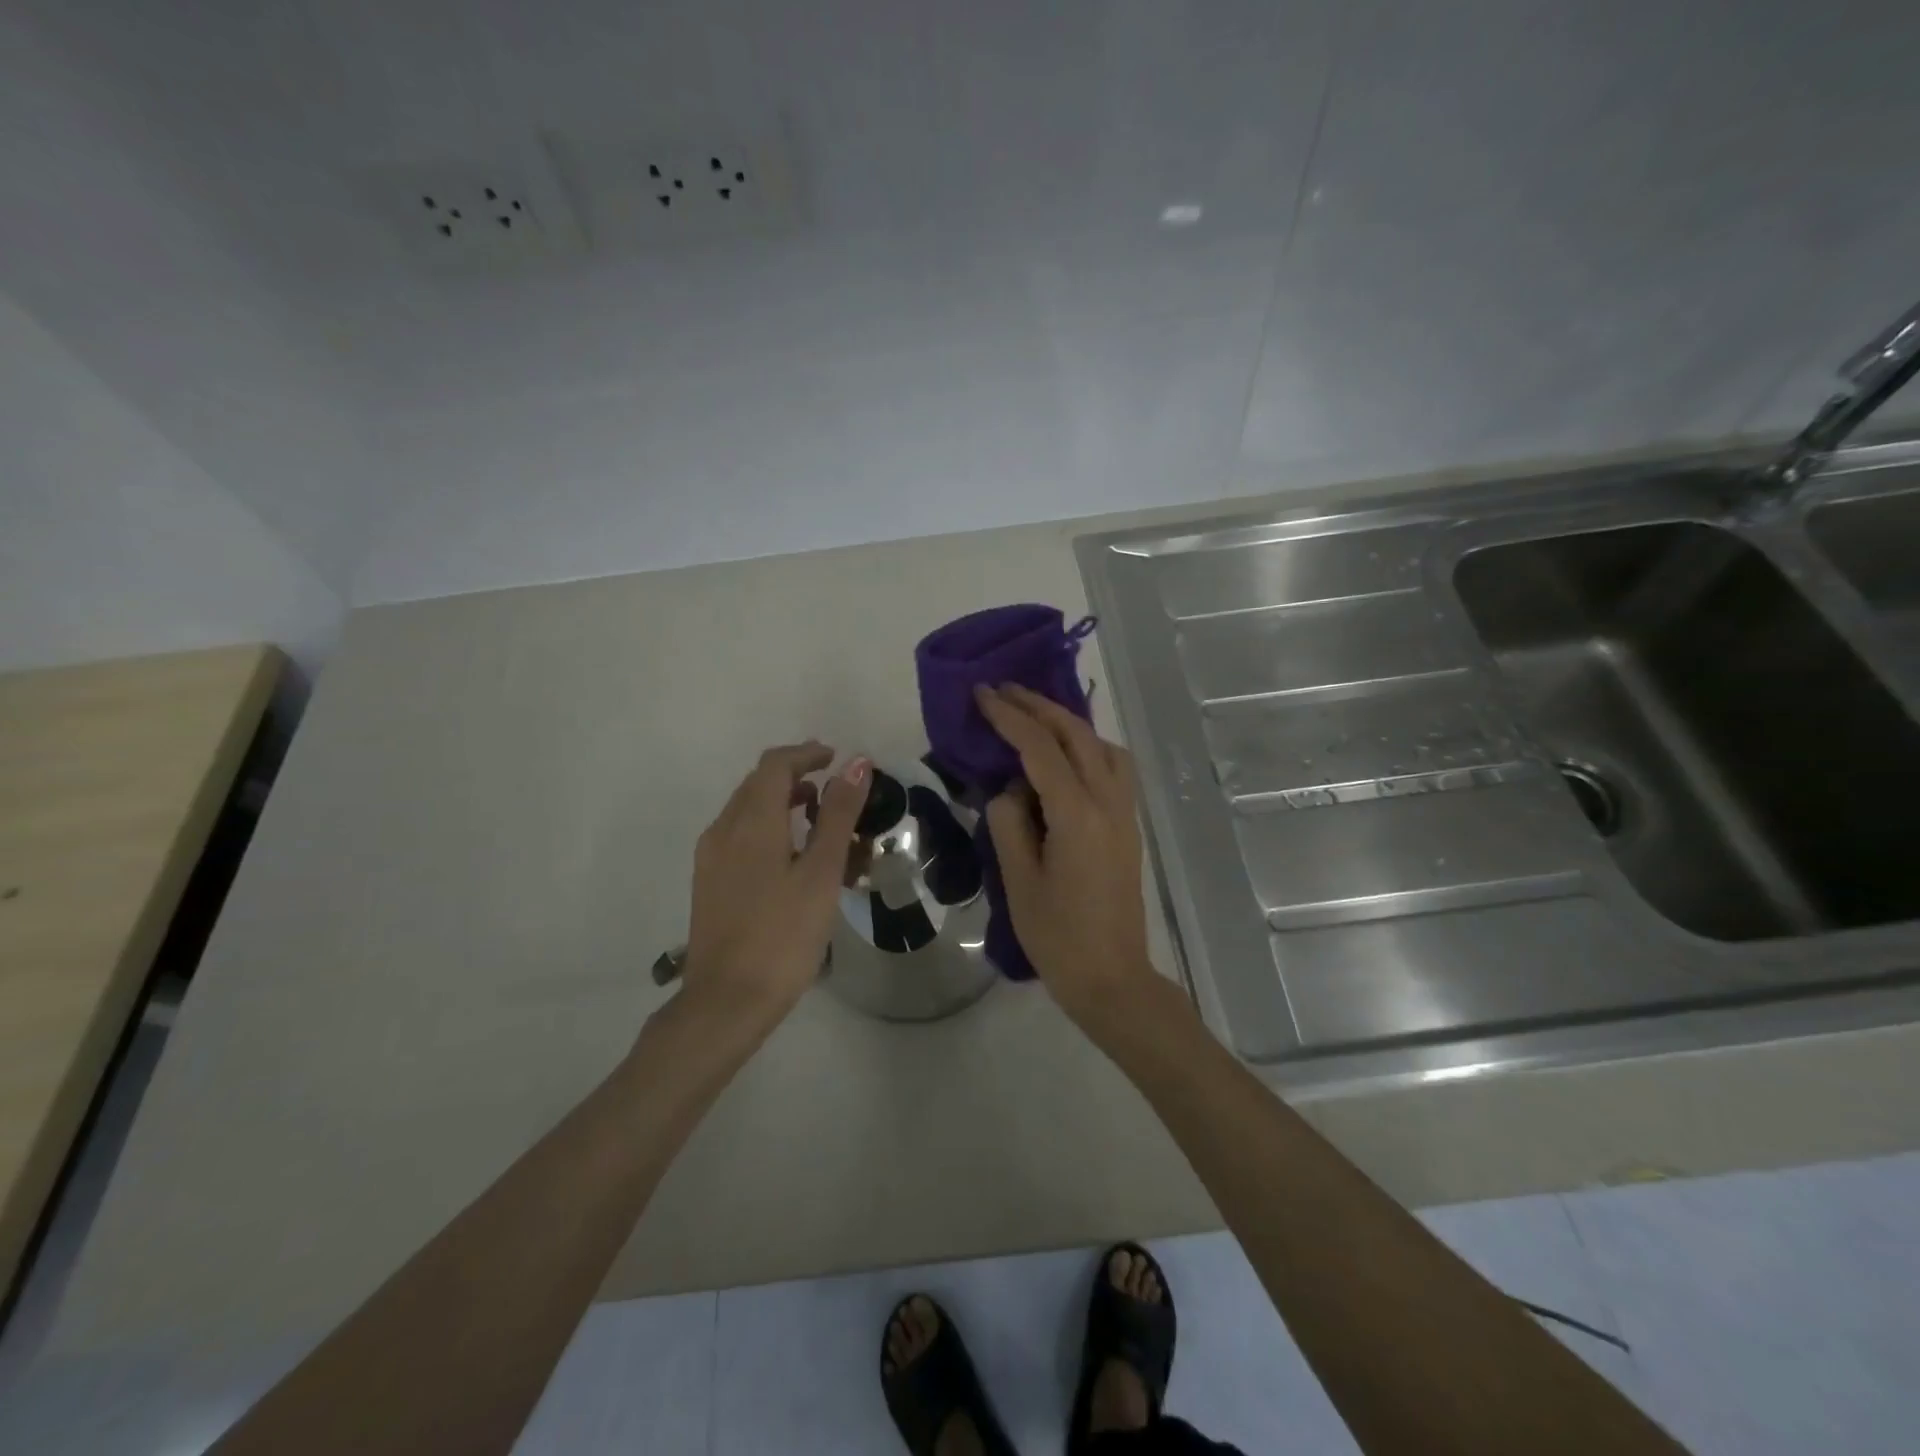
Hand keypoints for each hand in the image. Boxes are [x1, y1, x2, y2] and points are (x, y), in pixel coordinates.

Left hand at [684, 743, 870, 1023]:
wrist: (727, 1001)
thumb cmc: (783, 934)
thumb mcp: (821, 872)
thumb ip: (838, 814)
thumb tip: (857, 764)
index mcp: (750, 821)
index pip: (775, 765)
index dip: (806, 754)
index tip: (837, 758)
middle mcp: (723, 829)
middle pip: (758, 784)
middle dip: (796, 776)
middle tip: (835, 788)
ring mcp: (711, 858)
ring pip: (747, 811)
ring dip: (782, 802)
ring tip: (820, 819)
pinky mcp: (709, 882)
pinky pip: (740, 836)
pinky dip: (769, 828)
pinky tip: (793, 856)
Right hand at [975, 685, 1157, 1028]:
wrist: (1111, 977)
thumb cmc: (1057, 936)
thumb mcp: (1017, 879)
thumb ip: (1009, 822)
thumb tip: (1010, 789)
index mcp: (1077, 814)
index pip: (1040, 747)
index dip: (1009, 716)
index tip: (981, 693)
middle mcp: (1109, 802)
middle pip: (1076, 734)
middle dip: (1038, 706)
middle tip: (1002, 689)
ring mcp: (1125, 812)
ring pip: (1101, 745)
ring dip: (1066, 722)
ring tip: (1032, 715)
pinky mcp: (1129, 825)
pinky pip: (1112, 766)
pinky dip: (1086, 746)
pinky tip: (1064, 755)